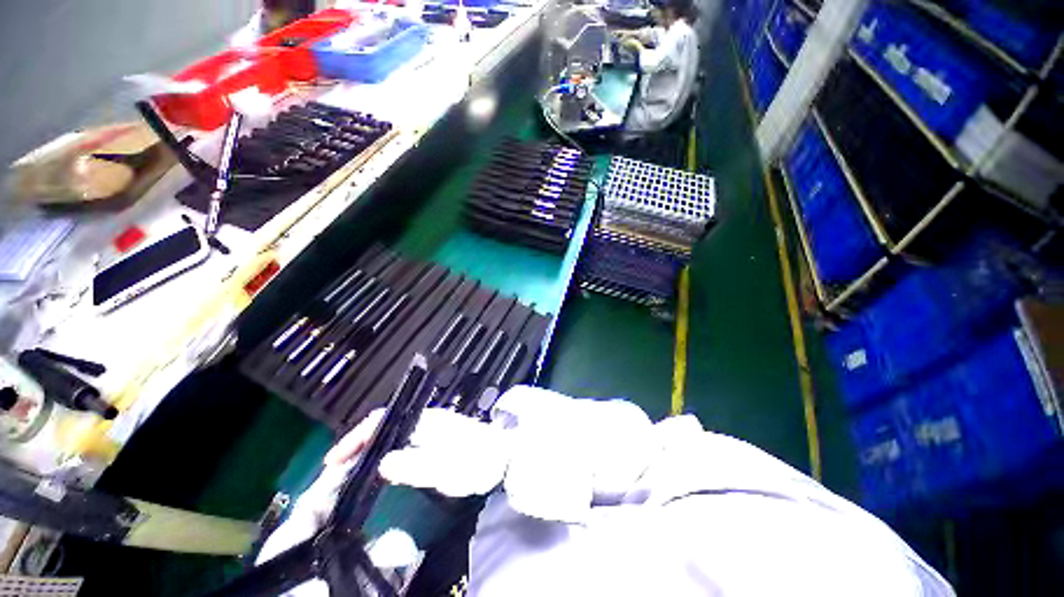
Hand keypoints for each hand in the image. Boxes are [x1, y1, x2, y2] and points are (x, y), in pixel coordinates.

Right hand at [328, 407, 511, 497]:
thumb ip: (412, 465)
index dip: (356, 437)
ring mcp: (432, 427)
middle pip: (385, 424)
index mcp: (424, 420)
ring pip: (393, 432)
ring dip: (371, 447)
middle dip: (359, 443)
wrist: (504, 455)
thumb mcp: (443, 469)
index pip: (382, 420)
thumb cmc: (475, 461)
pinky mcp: (437, 437)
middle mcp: (425, 419)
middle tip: (338, 469)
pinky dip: (387, 450)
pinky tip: (382, 467)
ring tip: (353, 470)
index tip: (334, 459)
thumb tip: (381, 463)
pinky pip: (404, 440)